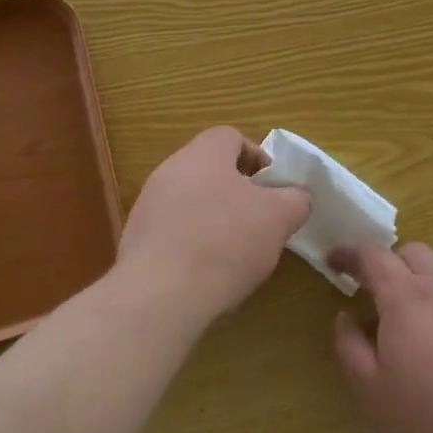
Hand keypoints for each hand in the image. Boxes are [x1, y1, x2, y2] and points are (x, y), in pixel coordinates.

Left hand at [117, 127, 310, 325]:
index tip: (273, 189)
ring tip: (236, 254)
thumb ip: (295, 200)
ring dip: (215, 220)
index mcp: (203, 154)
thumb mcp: (278, 218)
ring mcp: (148, 206)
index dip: (257, 158)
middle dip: (238, 193)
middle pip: (210, 171)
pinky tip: (206, 274)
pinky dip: (193, 245)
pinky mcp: (136, 241)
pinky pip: (173, 232)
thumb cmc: (225, 242)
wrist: (160, 295)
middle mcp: (170, 170)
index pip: (231, 137)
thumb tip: (295, 197)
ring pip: (191, 202)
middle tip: (259, 221)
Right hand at [331, 243, 432, 432]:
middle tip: (369, 291)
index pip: (373, 255)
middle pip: (412, 253)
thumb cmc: (427, 425)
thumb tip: (345, 317)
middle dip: (386, 262)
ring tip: (405, 315)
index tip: (333, 260)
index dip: (349, 252)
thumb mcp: (370, 392)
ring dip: (416, 278)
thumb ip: (350, 346)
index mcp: (407, 299)